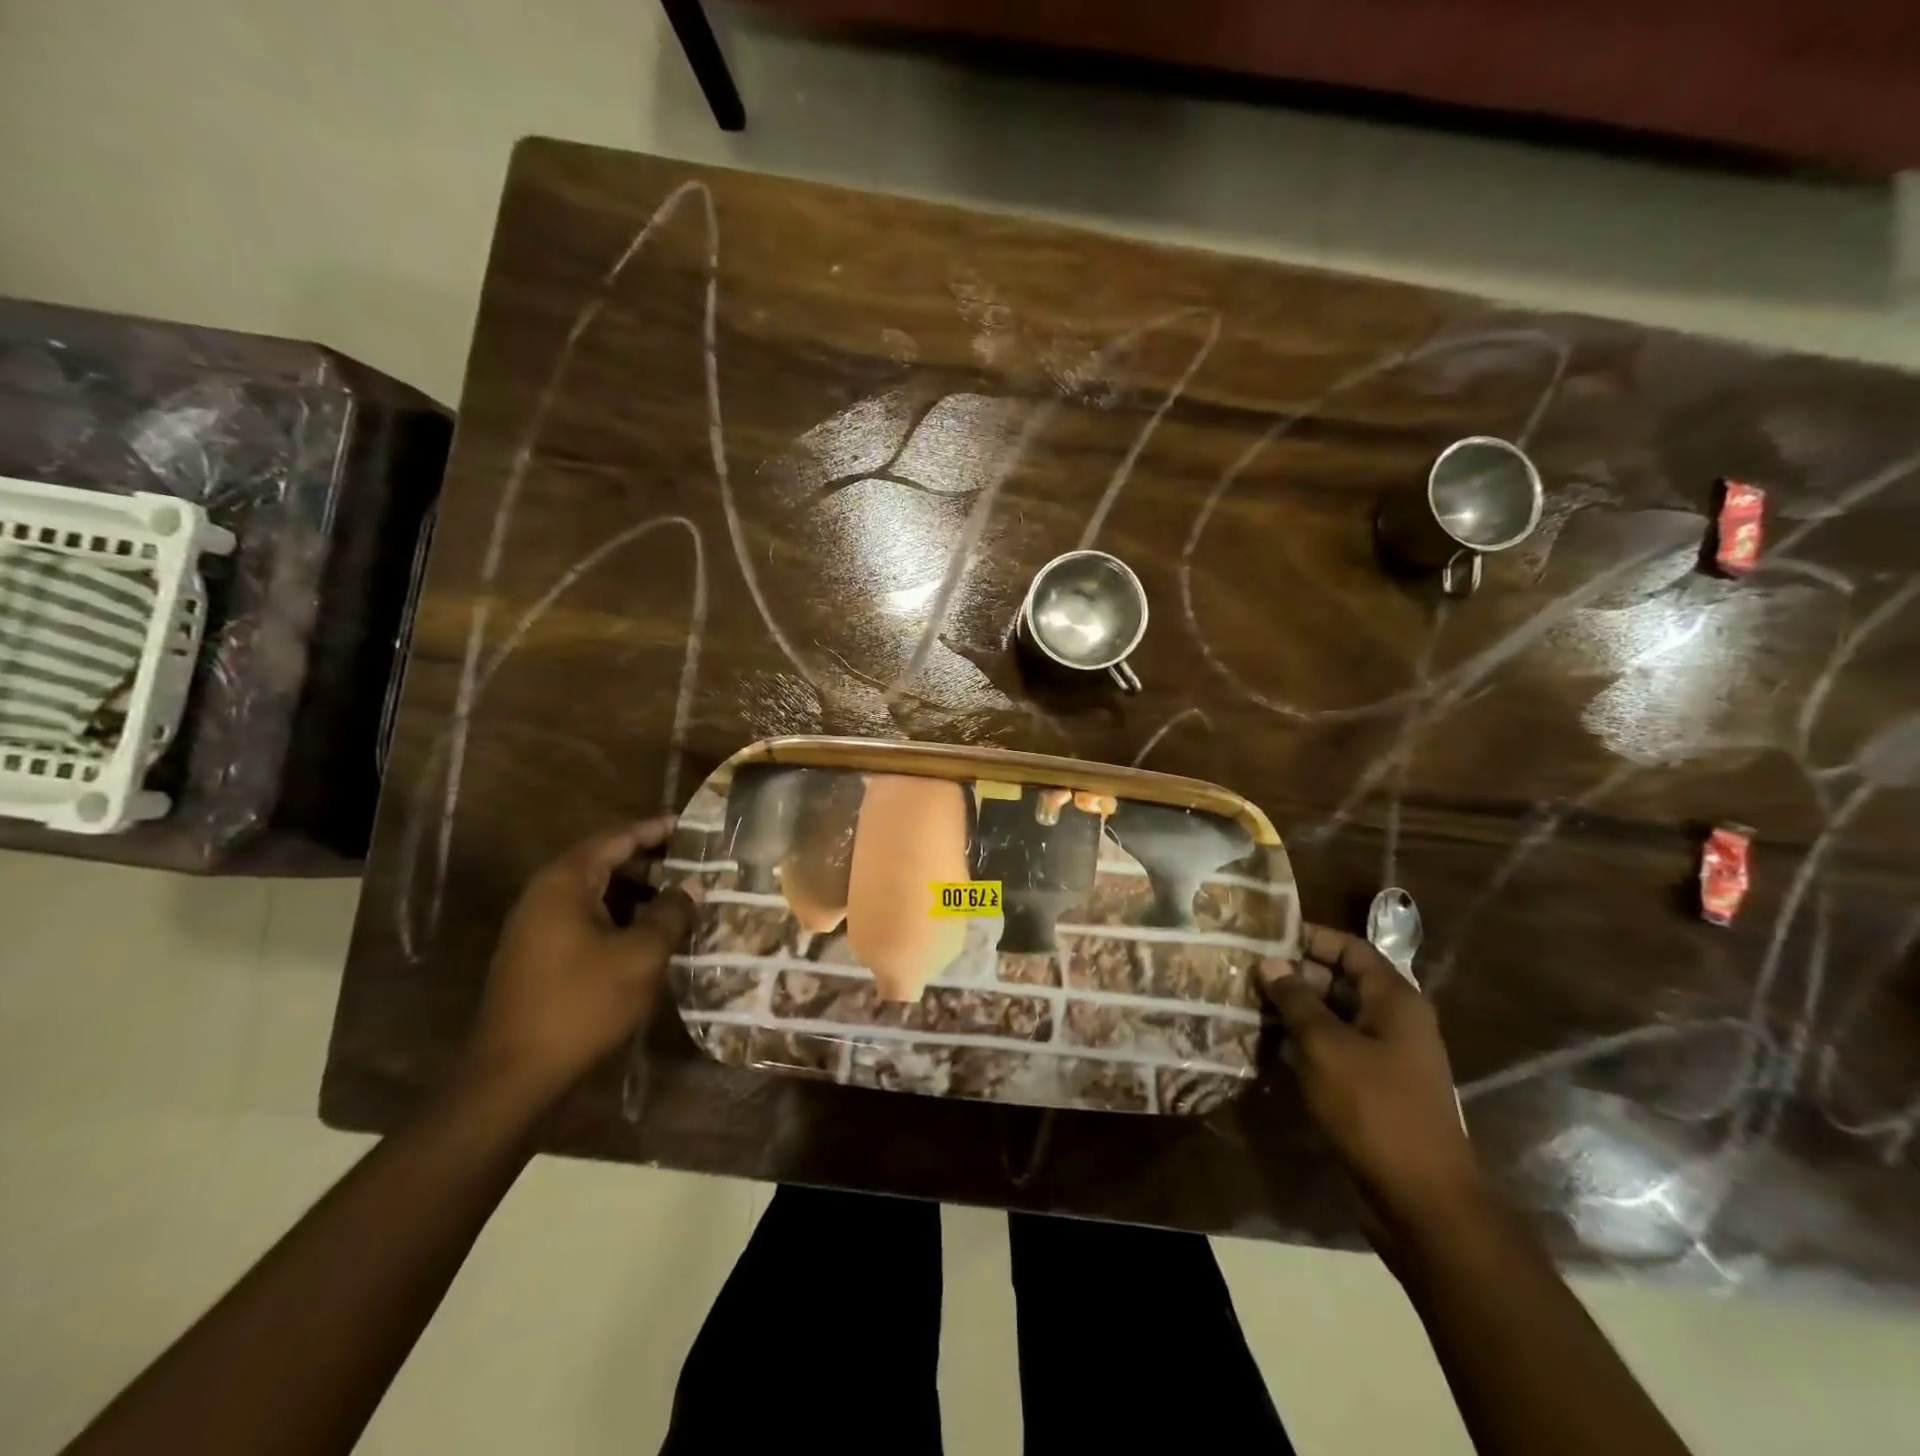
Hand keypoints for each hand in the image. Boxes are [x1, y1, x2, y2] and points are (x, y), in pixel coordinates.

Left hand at [463, 819, 698, 1105]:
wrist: (513, 1075)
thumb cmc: (581, 1004)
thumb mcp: (641, 955)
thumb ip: (671, 913)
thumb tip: (694, 885)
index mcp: (565, 883)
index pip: (617, 837)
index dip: (656, 830)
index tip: (693, 827)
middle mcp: (546, 895)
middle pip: (605, 862)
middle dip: (652, 862)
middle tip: (695, 867)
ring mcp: (538, 927)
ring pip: (597, 893)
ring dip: (638, 892)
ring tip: (681, 901)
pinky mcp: (540, 955)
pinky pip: (588, 919)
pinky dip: (621, 917)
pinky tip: (651, 934)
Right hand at [1260, 925, 1484, 1259]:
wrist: (1420, 1199)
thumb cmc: (1374, 1108)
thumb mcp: (1325, 1046)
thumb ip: (1296, 999)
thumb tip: (1271, 962)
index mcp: (1394, 1000)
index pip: (1350, 949)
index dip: (1309, 937)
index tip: (1263, 936)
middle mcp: (1393, 1020)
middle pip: (1339, 980)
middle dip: (1293, 975)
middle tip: (1244, 971)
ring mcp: (1384, 1056)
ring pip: (1333, 1016)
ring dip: (1293, 1010)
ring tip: (1245, 1002)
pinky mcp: (1371, 1087)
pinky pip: (1333, 1049)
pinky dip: (1302, 1042)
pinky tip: (1265, 1043)